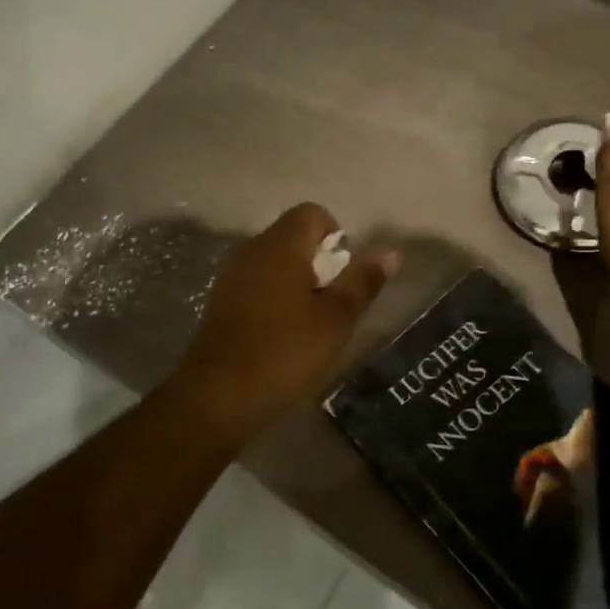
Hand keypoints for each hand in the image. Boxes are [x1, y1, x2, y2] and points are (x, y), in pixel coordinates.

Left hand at [171, 204, 398, 439]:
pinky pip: (257, 284)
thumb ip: (362, 282)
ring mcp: (232, 275)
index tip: (343, 276)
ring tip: (311, 324)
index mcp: (280, 245)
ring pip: (275, 263)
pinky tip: (282, 336)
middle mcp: (252, 249)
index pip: (312, 213)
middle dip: (320, 264)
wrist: (218, 395)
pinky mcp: (221, 301)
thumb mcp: (335, 319)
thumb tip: (391, 253)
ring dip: (298, 284)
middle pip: (294, 237)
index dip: (335, 237)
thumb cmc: (284, 351)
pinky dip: (276, 299)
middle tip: (332, 306)